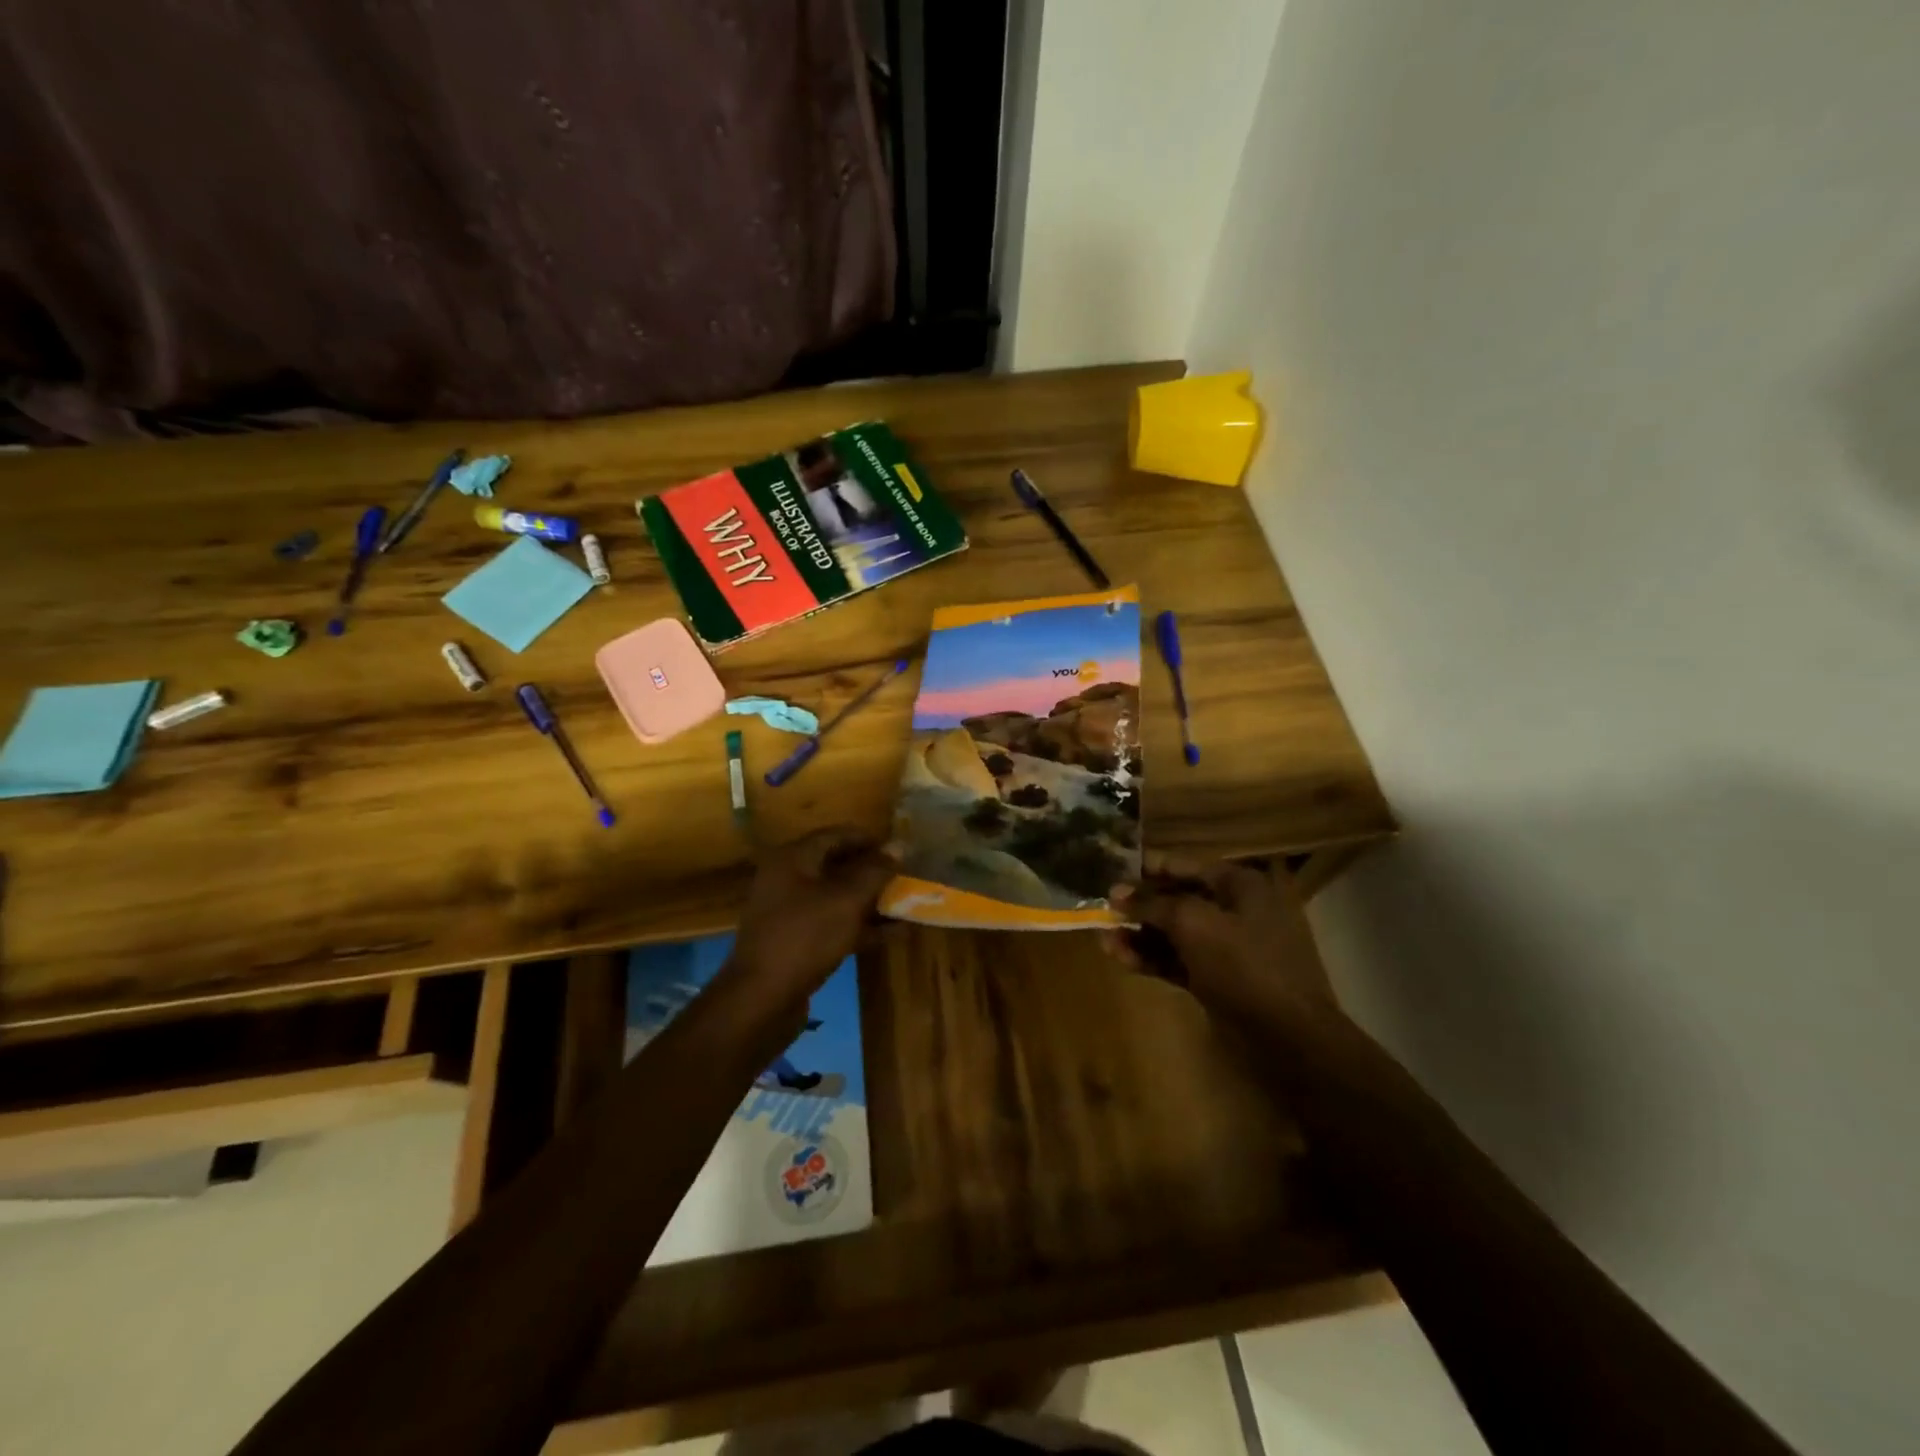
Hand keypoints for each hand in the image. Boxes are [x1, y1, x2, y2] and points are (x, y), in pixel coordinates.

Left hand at [728, 827, 896, 1004]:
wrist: (762, 999)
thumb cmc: (805, 937)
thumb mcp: (847, 900)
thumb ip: (875, 871)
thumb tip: (899, 845)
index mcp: (793, 859)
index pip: (836, 835)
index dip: (870, 839)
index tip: (900, 849)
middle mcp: (787, 879)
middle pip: (837, 865)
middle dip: (873, 872)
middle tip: (905, 876)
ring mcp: (790, 912)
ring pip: (837, 897)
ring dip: (871, 900)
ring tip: (906, 904)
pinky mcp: (797, 941)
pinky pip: (834, 923)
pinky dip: (861, 925)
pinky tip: (893, 933)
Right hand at [1109, 854, 1340, 1028]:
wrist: (1289, 1035)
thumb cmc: (1243, 963)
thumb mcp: (1193, 923)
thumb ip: (1152, 904)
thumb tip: (1116, 892)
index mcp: (1238, 884)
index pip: (1183, 865)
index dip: (1145, 868)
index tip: (1109, 872)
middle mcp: (1234, 909)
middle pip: (1176, 899)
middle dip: (1139, 906)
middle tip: (1101, 910)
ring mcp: (1227, 947)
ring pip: (1174, 934)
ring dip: (1140, 935)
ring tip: (1104, 939)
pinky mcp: (1218, 979)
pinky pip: (1179, 961)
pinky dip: (1152, 959)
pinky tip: (1121, 959)